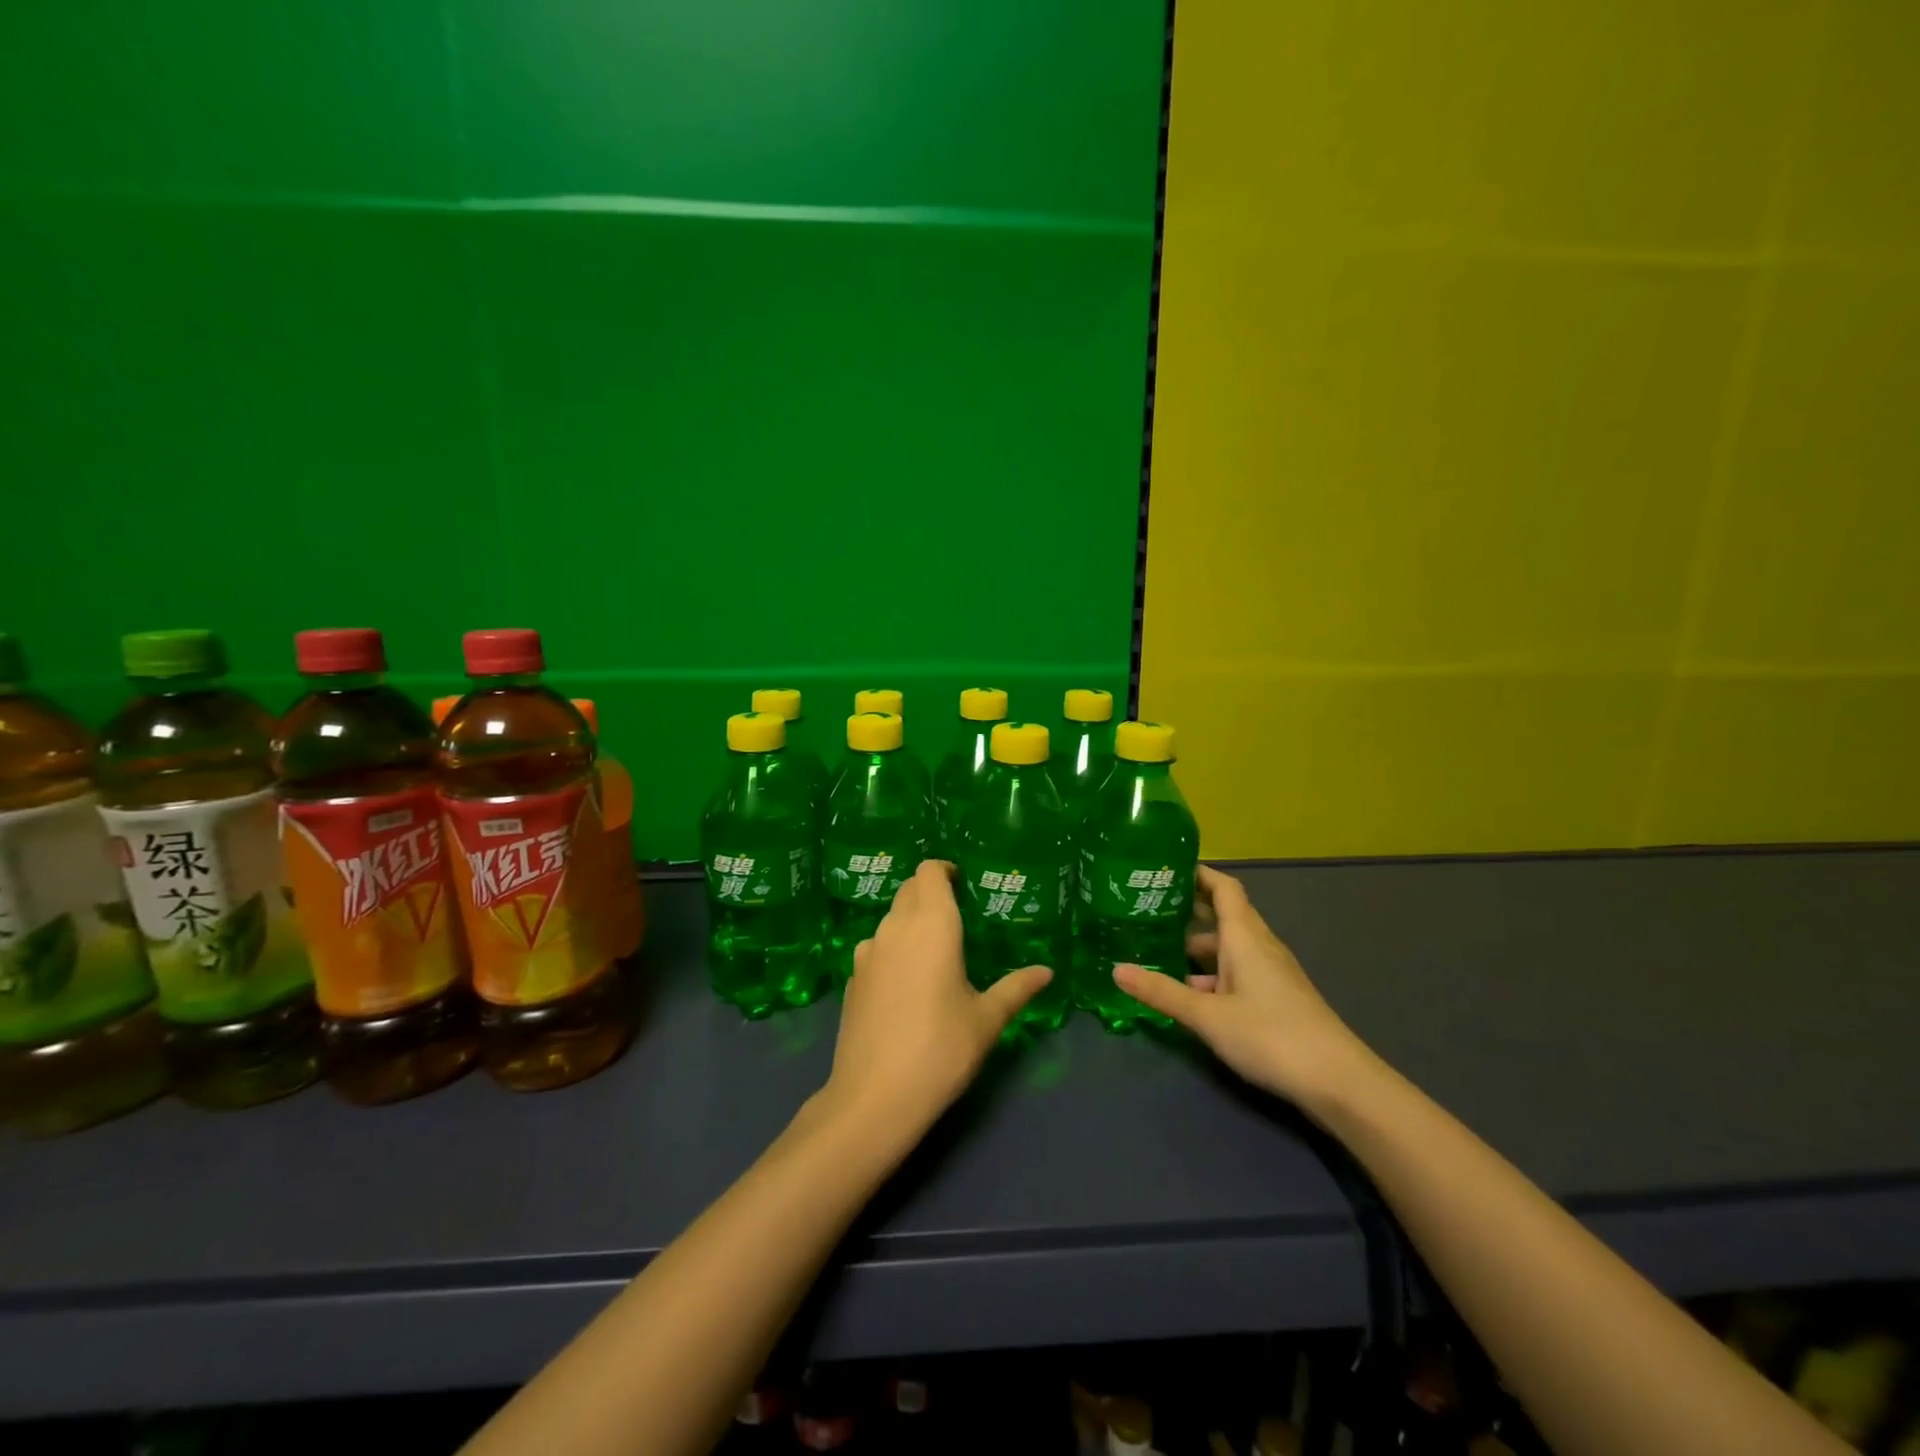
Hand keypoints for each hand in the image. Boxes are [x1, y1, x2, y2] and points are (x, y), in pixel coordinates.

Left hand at [822, 861, 1051, 1142]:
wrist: (874, 1098)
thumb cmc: (940, 1050)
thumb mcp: (987, 1020)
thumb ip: (1016, 988)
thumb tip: (1047, 972)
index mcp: (932, 925)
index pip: (929, 871)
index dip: (945, 870)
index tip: (963, 884)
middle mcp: (896, 927)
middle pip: (909, 889)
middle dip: (931, 892)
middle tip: (958, 915)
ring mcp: (868, 952)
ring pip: (891, 918)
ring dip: (911, 920)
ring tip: (936, 951)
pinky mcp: (853, 977)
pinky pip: (877, 946)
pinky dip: (894, 948)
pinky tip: (908, 983)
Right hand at [1114, 865, 1370, 1108]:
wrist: (1339, 1082)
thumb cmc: (1271, 1035)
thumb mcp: (1208, 1015)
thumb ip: (1162, 992)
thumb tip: (1116, 970)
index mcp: (1245, 936)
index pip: (1223, 887)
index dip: (1197, 873)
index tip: (1163, 867)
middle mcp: (1259, 947)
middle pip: (1222, 916)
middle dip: (1186, 910)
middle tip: (1144, 908)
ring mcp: (1270, 974)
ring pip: (1228, 948)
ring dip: (1195, 946)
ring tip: (1155, 948)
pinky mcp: (1275, 1000)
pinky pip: (1236, 973)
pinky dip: (1210, 975)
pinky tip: (1187, 993)